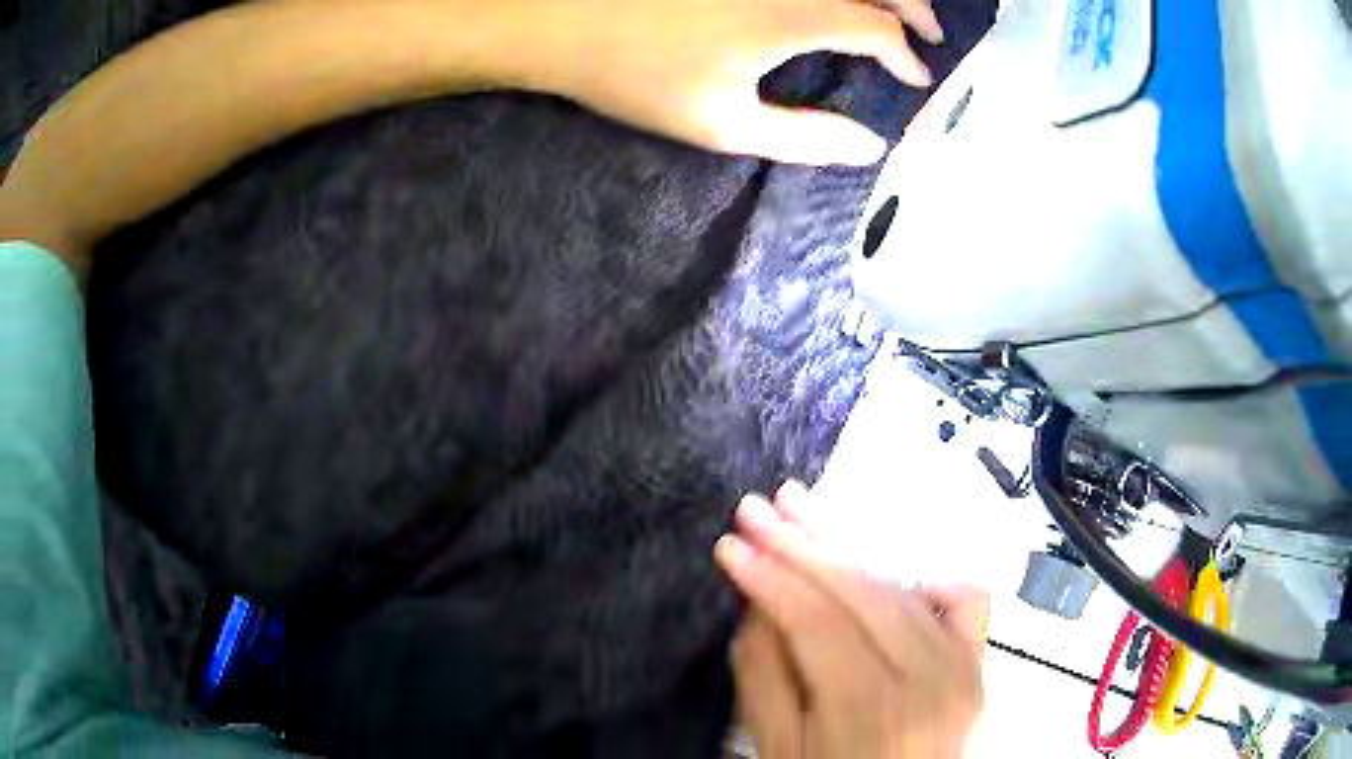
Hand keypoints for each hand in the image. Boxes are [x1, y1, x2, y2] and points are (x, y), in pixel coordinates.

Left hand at [527, 0, 943, 165]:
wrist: (563, 22)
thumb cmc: (639, 76)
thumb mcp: (725, 125)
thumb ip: (806, 138)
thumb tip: (868, 147)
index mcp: (794, 17)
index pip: (877, 29)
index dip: (905, 53)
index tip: (916, 76)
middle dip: (914, 7)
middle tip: (931, 33)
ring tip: (899, 11)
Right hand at [716, 482, 987, 757]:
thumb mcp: (778, 748)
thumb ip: (765, 676)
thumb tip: (759, 602)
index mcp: (871, 709)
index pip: (817, 622)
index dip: (770, 577)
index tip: (730, 543)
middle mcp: (928, 679)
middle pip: (861, 595)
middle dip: (802, 546)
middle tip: (758, 509)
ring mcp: (963, 667)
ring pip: (903, 589)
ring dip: (848, 553)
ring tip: (804, 517)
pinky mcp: (978, 664)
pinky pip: (966, 602)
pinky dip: (930, 580)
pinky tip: (893, 573)